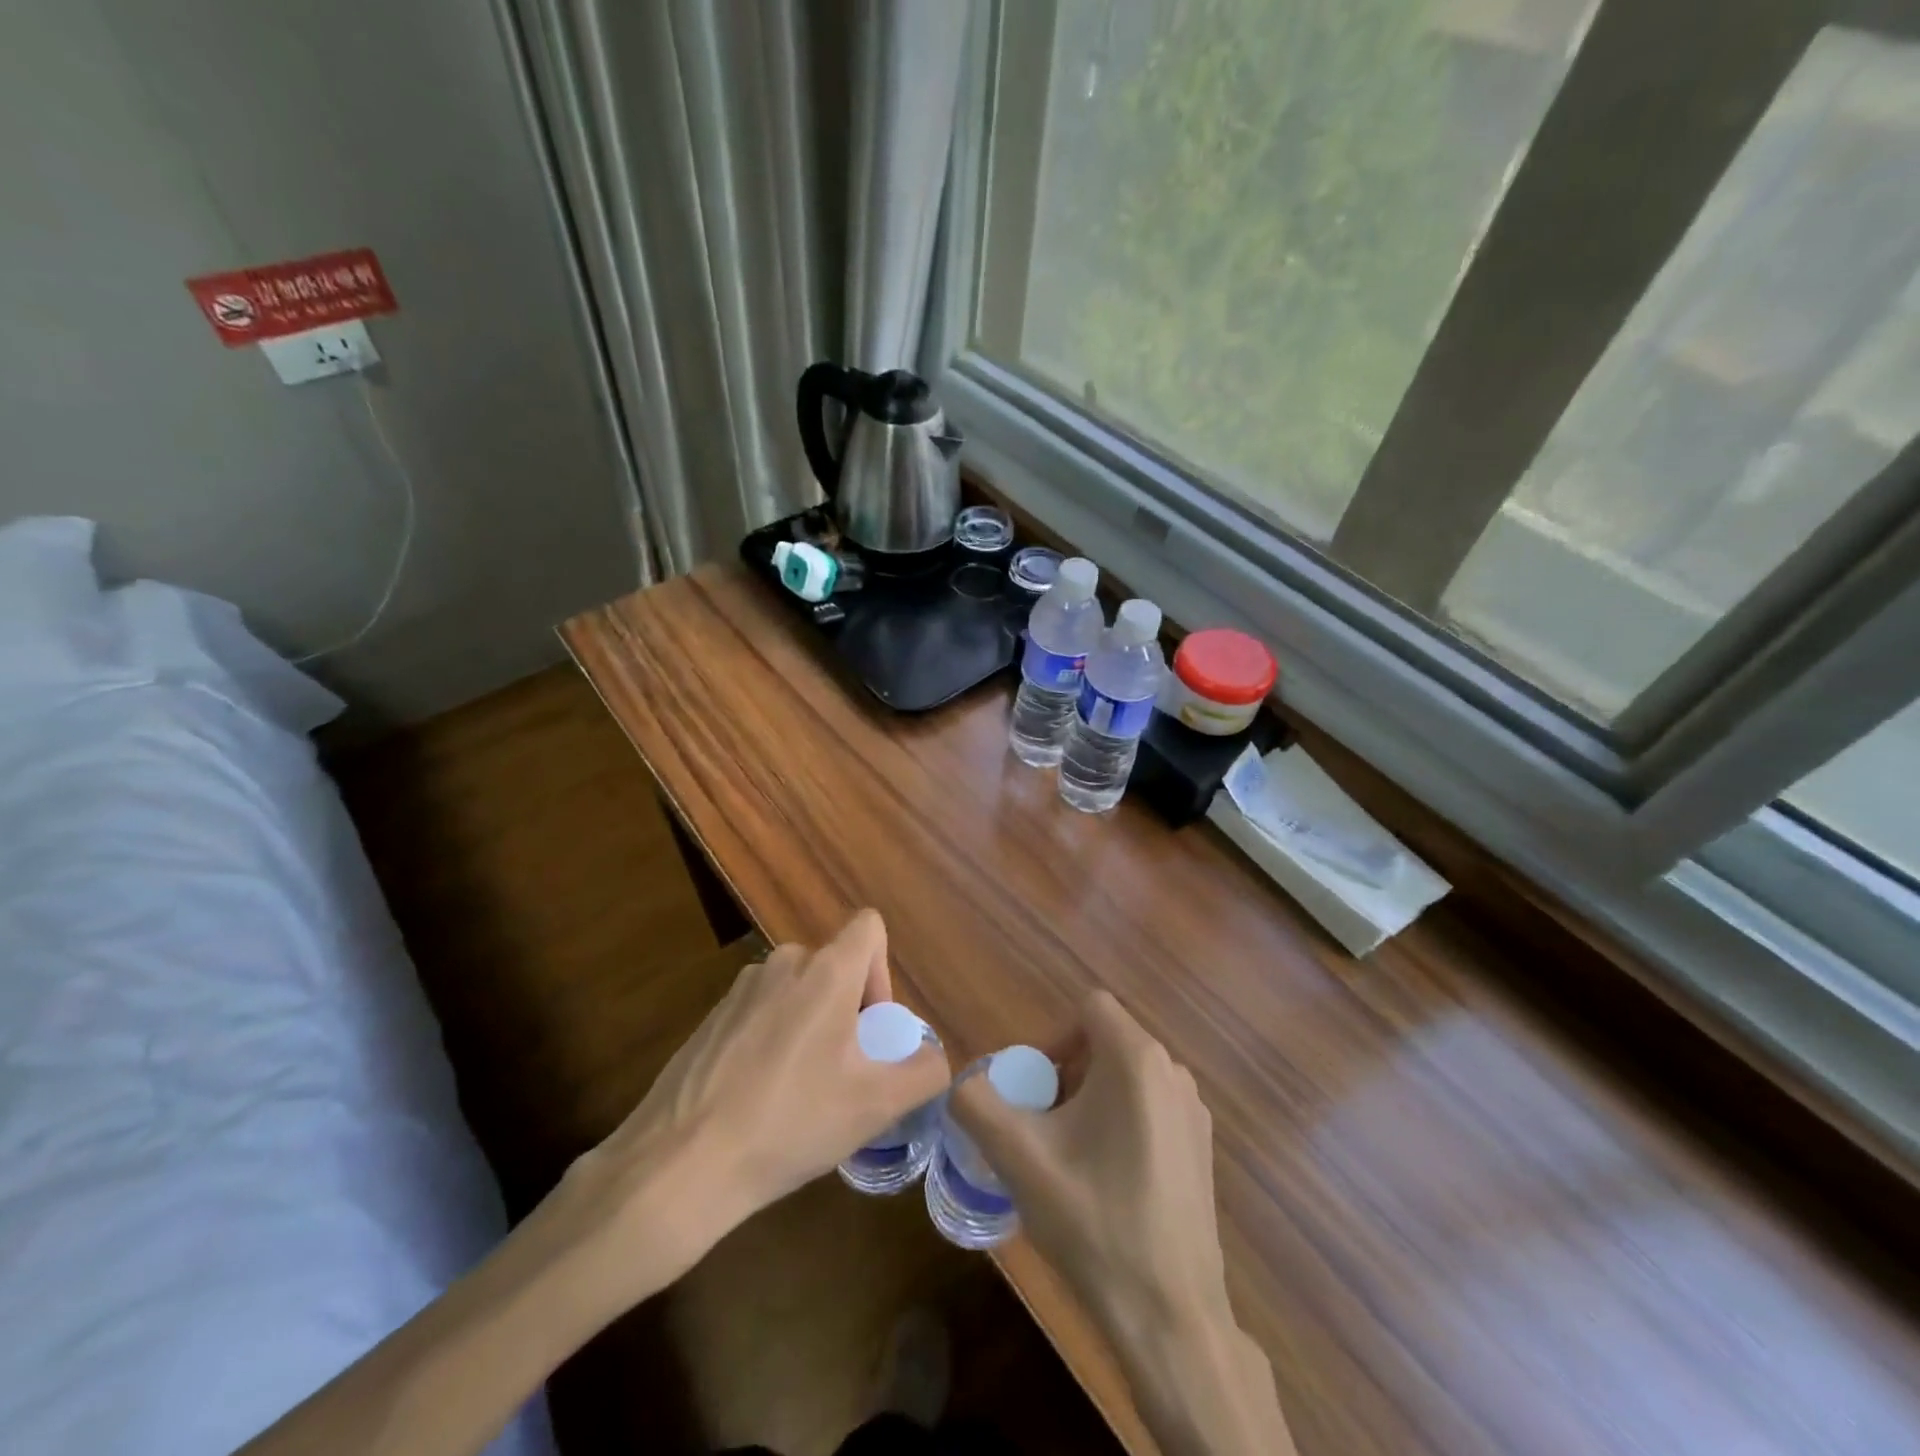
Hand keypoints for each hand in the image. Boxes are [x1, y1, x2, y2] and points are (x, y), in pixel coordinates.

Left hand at [562, 910, 950, 1306]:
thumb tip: (933, 1058)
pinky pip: (761, 1011)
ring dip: (810, 1024)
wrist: (681, 1164)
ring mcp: (740, 988)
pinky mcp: (710, 1017)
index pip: (870, 927)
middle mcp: (782, 963)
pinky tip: (758, 1097)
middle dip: (848, 1009)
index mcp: (826, 971)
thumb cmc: (791, 1122)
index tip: (872, 1028)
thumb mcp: (875, 1105)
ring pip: (797, 990)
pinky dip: (773, 1038)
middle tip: (842, 1071)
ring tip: (800, 1090)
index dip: (883, 971)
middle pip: (834, 965)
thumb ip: (923, 1072)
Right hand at [952, 990, 1226, 1335]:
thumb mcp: (1018, 1158)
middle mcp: (1173, 1071)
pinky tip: (1105, 1180)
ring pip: (1126, 1076)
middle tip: (1041, 1125)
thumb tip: (962, 1084)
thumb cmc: (1094, 1222)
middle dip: (1066, 1073)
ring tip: (1067, 1155)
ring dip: (1089, 1099)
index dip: (1051, 1036)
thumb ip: (976, 1104)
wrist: (1170, 1317)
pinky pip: (1150, 1106)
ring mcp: (1193, 1111)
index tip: (1033, 1090)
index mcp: (1137, 1058)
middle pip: (1105, 1041)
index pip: (1087, 1008)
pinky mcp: (1202, 1147)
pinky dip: (1119, 1121)